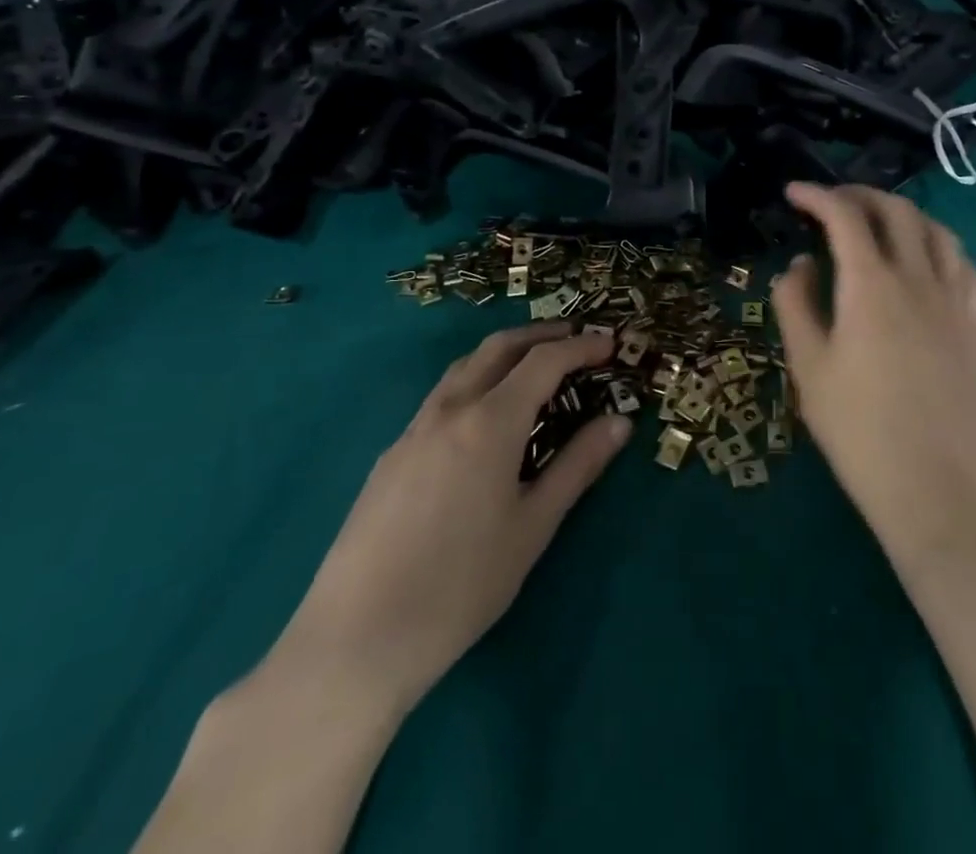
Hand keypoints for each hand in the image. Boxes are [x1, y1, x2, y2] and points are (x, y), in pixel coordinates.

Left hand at [266, 322, 628, 719]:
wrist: (355, 639)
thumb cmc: (461, 585)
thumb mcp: (533, 525)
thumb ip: (578, 466)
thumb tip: (620, 422)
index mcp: (489, 421)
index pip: (544, 361)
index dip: (581, 347)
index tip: (610, 344)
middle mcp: (450, 409)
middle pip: (499, 347)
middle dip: (541, 335)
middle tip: (576, 338)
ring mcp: (413, 430)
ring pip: (464, 367)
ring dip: (504, 353)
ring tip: (533, 366)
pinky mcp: (391, 456)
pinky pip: (441, 397)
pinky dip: (475, 382)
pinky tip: (483, 419)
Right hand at [771, 183, 975, 571]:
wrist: (933, 486)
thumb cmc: (858, 428)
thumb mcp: (808, 367)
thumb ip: (796, 303)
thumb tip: (802, 264)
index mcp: (871, 285)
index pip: (845, 217)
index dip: (817, 196)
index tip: (793, 193)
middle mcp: (918, 278)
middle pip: (896, 211)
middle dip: (861, 195)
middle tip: (832, 203)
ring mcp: (954, 300)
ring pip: (937, 231)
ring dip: (904, 214)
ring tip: (879, 223)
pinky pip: (965, 265)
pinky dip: (941, 246)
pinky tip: (928, 261)